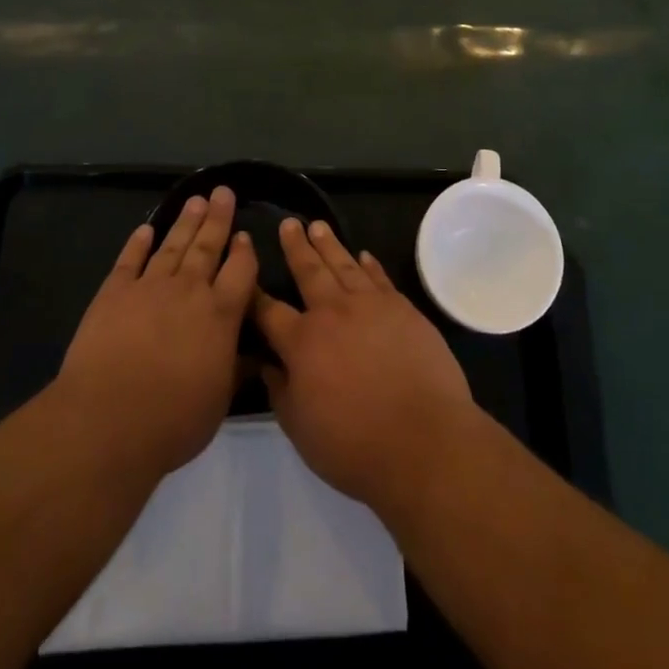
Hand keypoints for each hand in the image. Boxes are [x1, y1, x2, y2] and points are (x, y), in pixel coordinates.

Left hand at [54, 186, 257, 479]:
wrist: (108, 421)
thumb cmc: (173, 420)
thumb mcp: (218, 401)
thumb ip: (235, 370)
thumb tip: (254, 355)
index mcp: (221, 314)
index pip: (240, 271)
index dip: (244, 251)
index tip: (244, 234)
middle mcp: (189, 291)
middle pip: (208, 246)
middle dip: (218, 218)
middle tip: (223, 192)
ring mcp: (149, 287)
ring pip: (173, 245)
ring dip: (186, 222)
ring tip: (196, 200)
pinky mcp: (114, 293)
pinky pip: (129, 261)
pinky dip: (138, 243)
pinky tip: (146, 229)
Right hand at [253, 217, 473, 510]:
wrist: (422, 439)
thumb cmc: (354, 444)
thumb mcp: (301, 429)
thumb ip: (280, 392)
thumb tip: (267, 365)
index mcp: (302, 342)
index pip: (269, 311)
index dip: (255, 294)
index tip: (246, 274)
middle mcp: (333, 313)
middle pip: (309, 271)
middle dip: (296, 247)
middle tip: (289, 223)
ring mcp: (370, 305)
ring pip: (344, 265)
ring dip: (330, 244)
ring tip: (318, 226)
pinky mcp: (402, 308)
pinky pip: (380, 278)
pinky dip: (370, 264)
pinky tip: (364, 255)